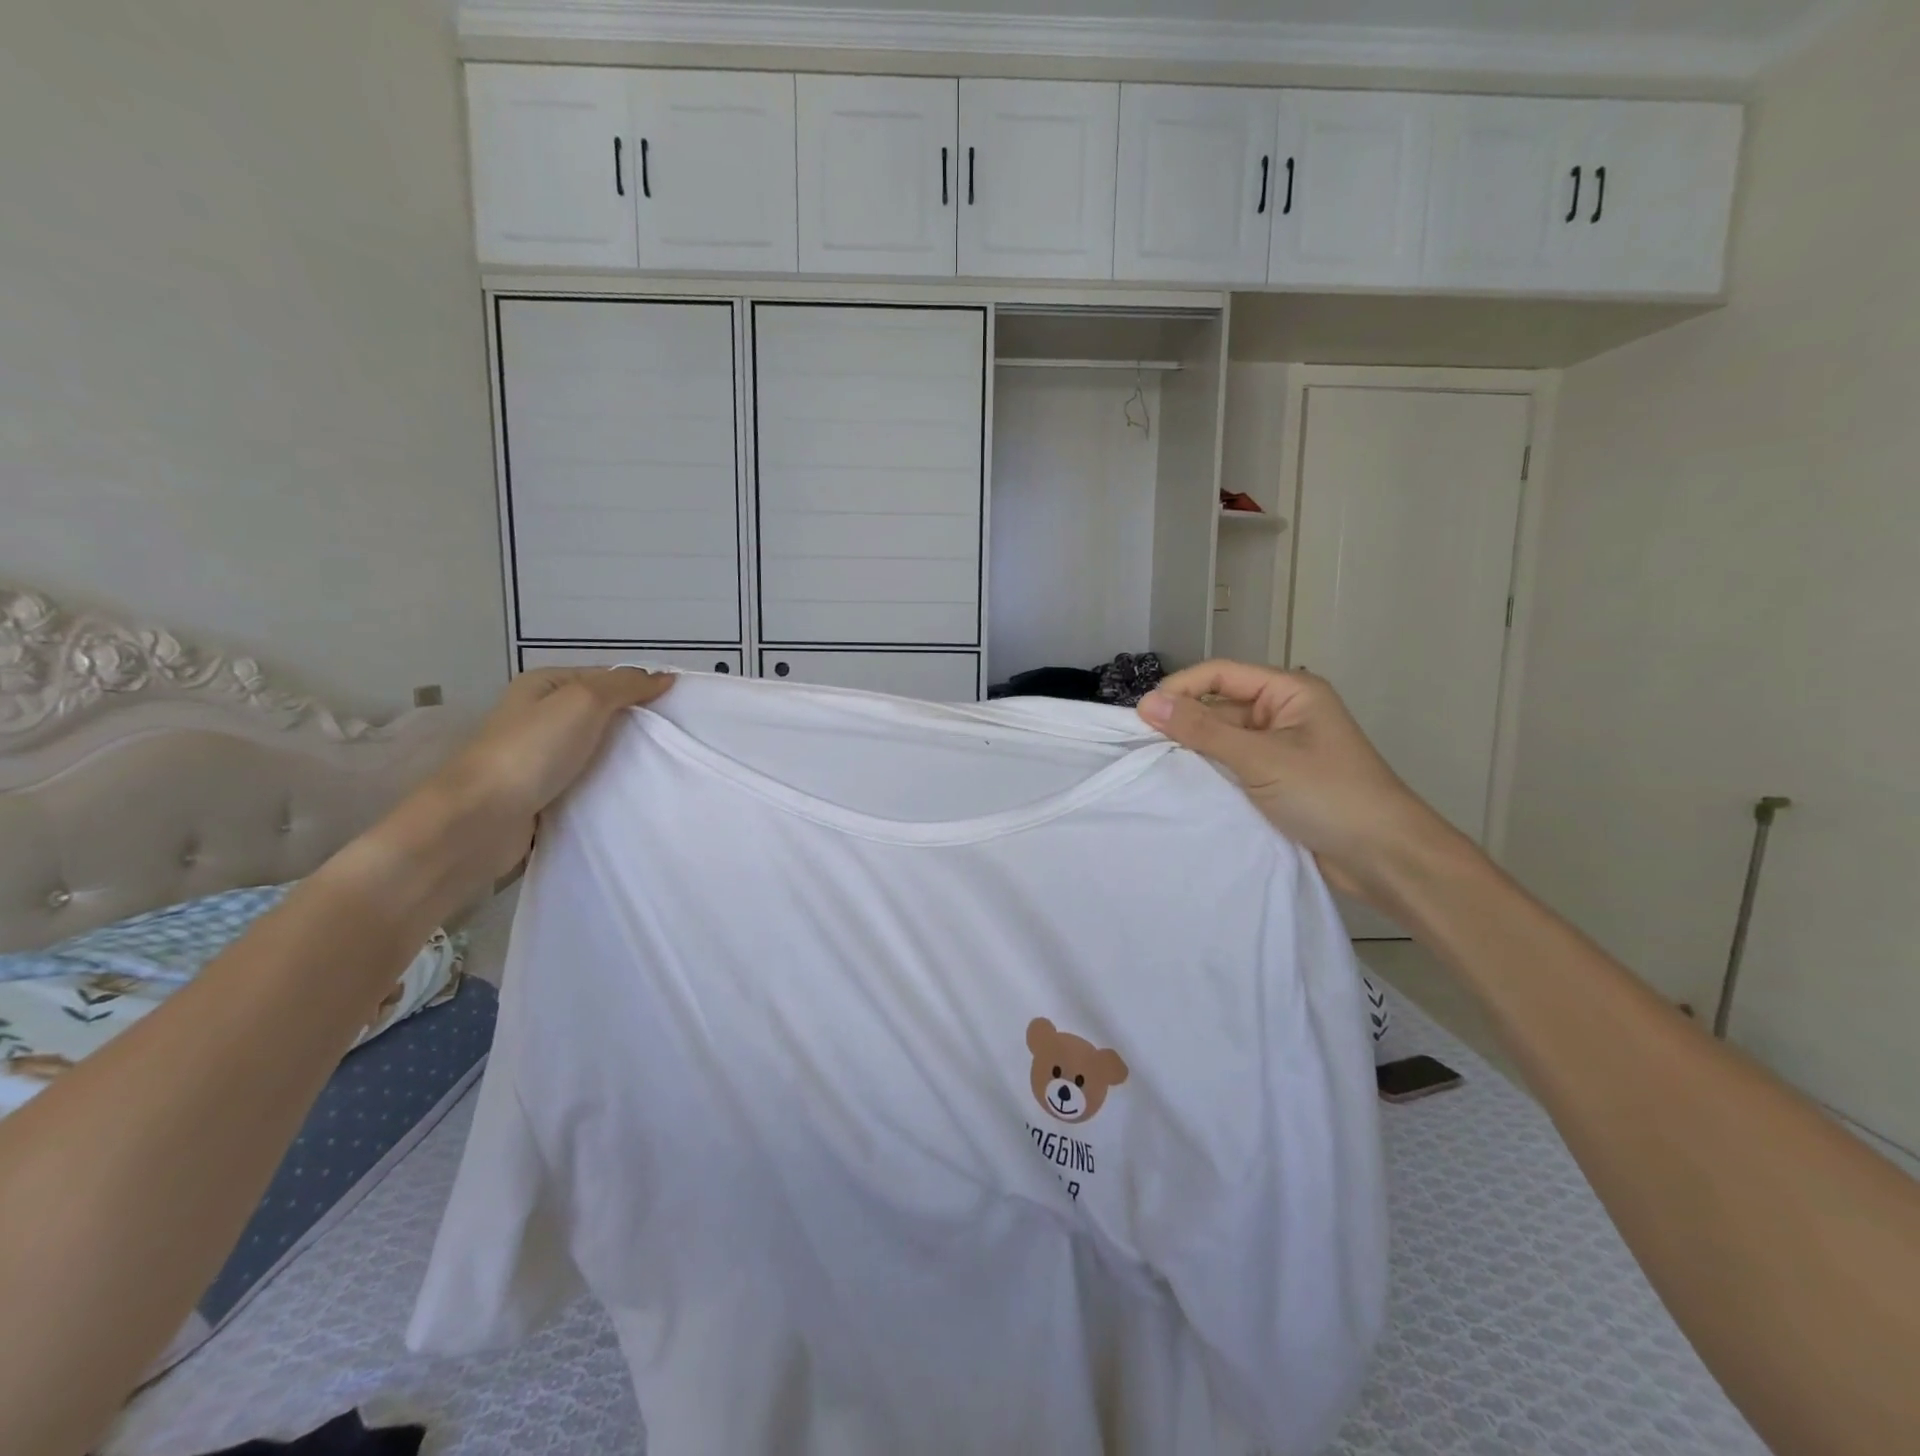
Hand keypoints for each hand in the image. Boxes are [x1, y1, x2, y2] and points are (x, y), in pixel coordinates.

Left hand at [347, 668, 673, 926]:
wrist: (479, 821)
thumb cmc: (531, 751)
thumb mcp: (584, 701)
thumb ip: (625, 686)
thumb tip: (664, 677)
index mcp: (544, 686)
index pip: (606, 678)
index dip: (642, 688)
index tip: (680, 708)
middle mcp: (540, 717)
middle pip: (603, 715)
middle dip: (638, 726)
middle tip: (677, 740)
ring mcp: (540, 758)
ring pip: (598, 751)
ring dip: (626, 759)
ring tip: (665, 767)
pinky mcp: (544, 794)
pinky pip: (588, 783)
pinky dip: (610, 786)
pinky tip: (635, 793)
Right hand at [1138, 661, 1457, 905]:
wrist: (1383, 858)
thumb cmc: (1328, 795)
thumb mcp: (1261, 758)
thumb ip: (1202, 730)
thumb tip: (1147, 703)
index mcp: (1289, 692)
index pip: (1220, 674)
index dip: (1180, 689)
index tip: (1141, 717)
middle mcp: (1282, 714)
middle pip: (1218, 706)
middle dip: (1183, 723)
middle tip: (1142, 748)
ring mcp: (1279, 749)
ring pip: (1222, 739)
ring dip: (1194, 752)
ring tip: (1155, 768)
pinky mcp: (1275, 782)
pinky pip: (1231, 767)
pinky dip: (1209, 774)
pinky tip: (1182, 788)